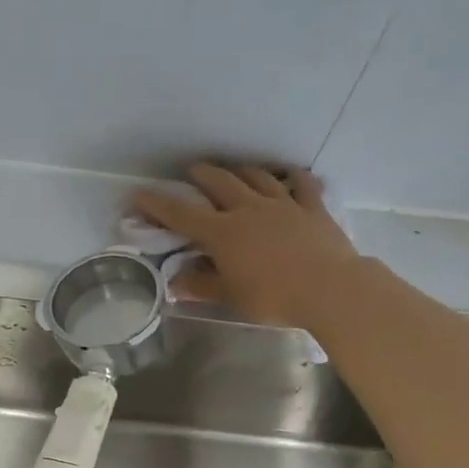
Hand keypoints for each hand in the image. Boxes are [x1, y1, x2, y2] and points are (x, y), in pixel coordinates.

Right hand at [133, 163, 359, 331]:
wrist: (329, 288)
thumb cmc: (274, 297)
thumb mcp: (232, 298)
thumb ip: (202, 286)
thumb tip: (175, 282)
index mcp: (223, 233)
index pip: (182, 215)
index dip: (157, 204)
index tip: (138, 195)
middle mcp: (248, 209)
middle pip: (219, 182)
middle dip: (201, 174)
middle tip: (191, 172)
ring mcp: (283, 204)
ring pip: (256, 177)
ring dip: (240, 170)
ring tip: (233, 170)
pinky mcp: (312, 207)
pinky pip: (300, 184)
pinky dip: (291, 176)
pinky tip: (288, 175)